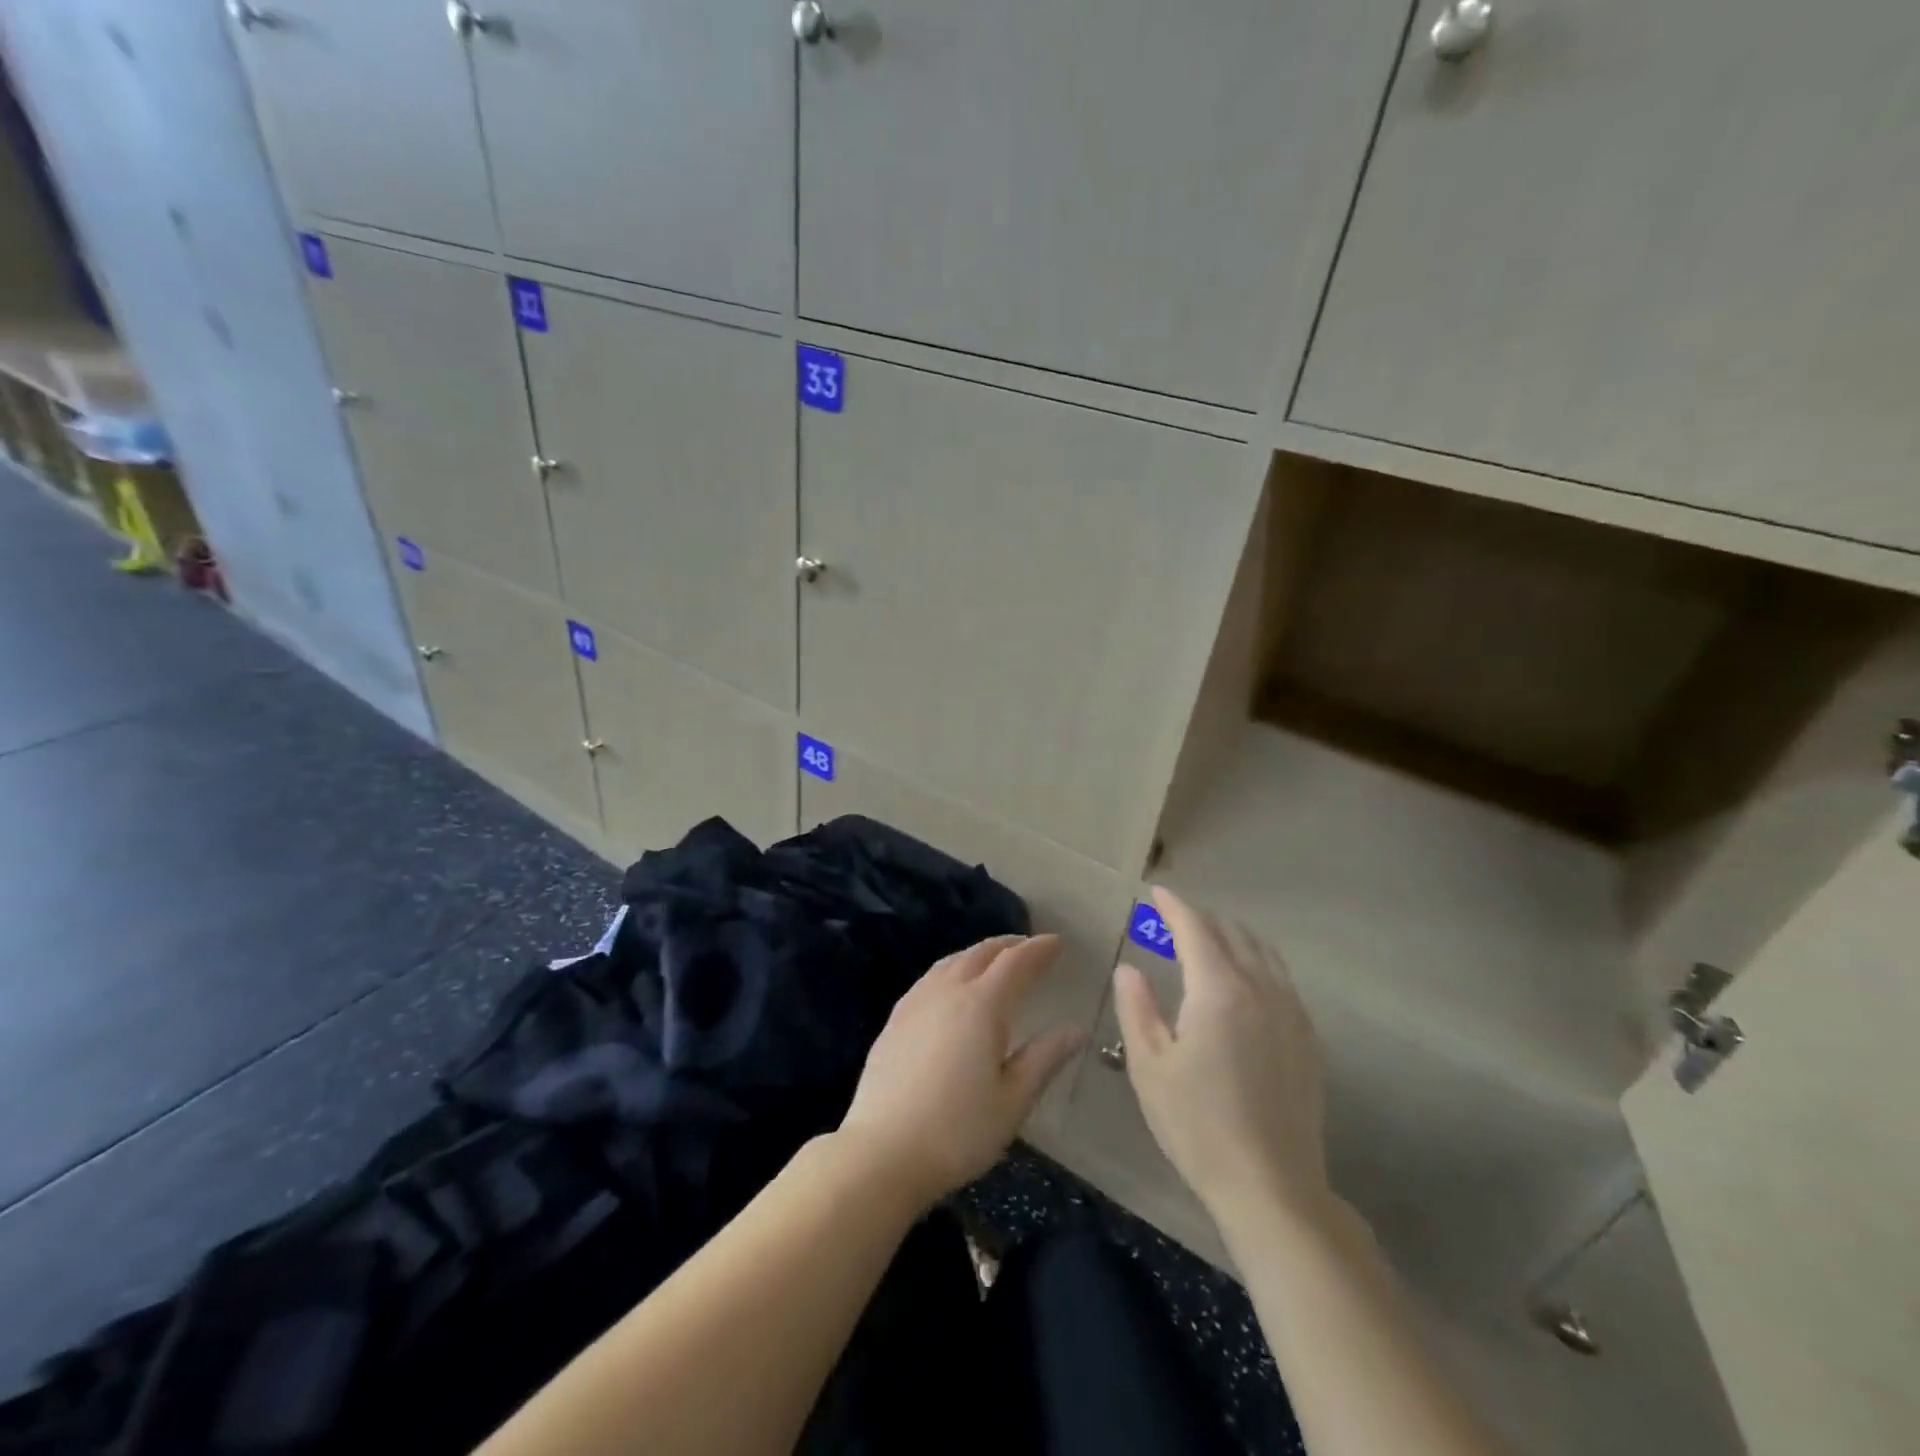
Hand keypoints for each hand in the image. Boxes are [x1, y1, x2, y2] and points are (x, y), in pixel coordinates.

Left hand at [840, 934, 1085, 1209]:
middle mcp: (947, 991)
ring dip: (978, 954)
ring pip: (952, 961)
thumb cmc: (958, 1131)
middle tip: (1030, 947)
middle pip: (981, 953)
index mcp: (982, 1005)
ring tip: (995, 960)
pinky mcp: (895, 1019)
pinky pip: (931, 978)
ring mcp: (916, 1002)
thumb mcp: (1013, 1100)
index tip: (1057, 942)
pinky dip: (953, 969)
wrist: (882, 1152)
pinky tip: (952, 986)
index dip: (1039, 949)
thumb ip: (1044, 1058)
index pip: (1016, 963)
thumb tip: (1075, 1030)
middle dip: (1009, 945)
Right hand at [1114, 888, 1333, 1232]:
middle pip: (1232, 934)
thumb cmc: (1198, 1125)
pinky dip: (1258, 962)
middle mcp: (1261, 989)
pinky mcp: (1307, 1038)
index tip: (1156, 893)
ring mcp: (1291, 1012)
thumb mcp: (1149, 1066)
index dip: (1174, 907)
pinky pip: (1282, 979)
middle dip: (1201, 920)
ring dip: (1233, 937)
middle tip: (1173, 921)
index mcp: (1218, 991)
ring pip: (1263, 952)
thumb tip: (1128, 969)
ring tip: (1208, 942)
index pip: (1195, 930)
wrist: (1272, 1186)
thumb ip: (1136, 1008)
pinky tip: (1245, 981)